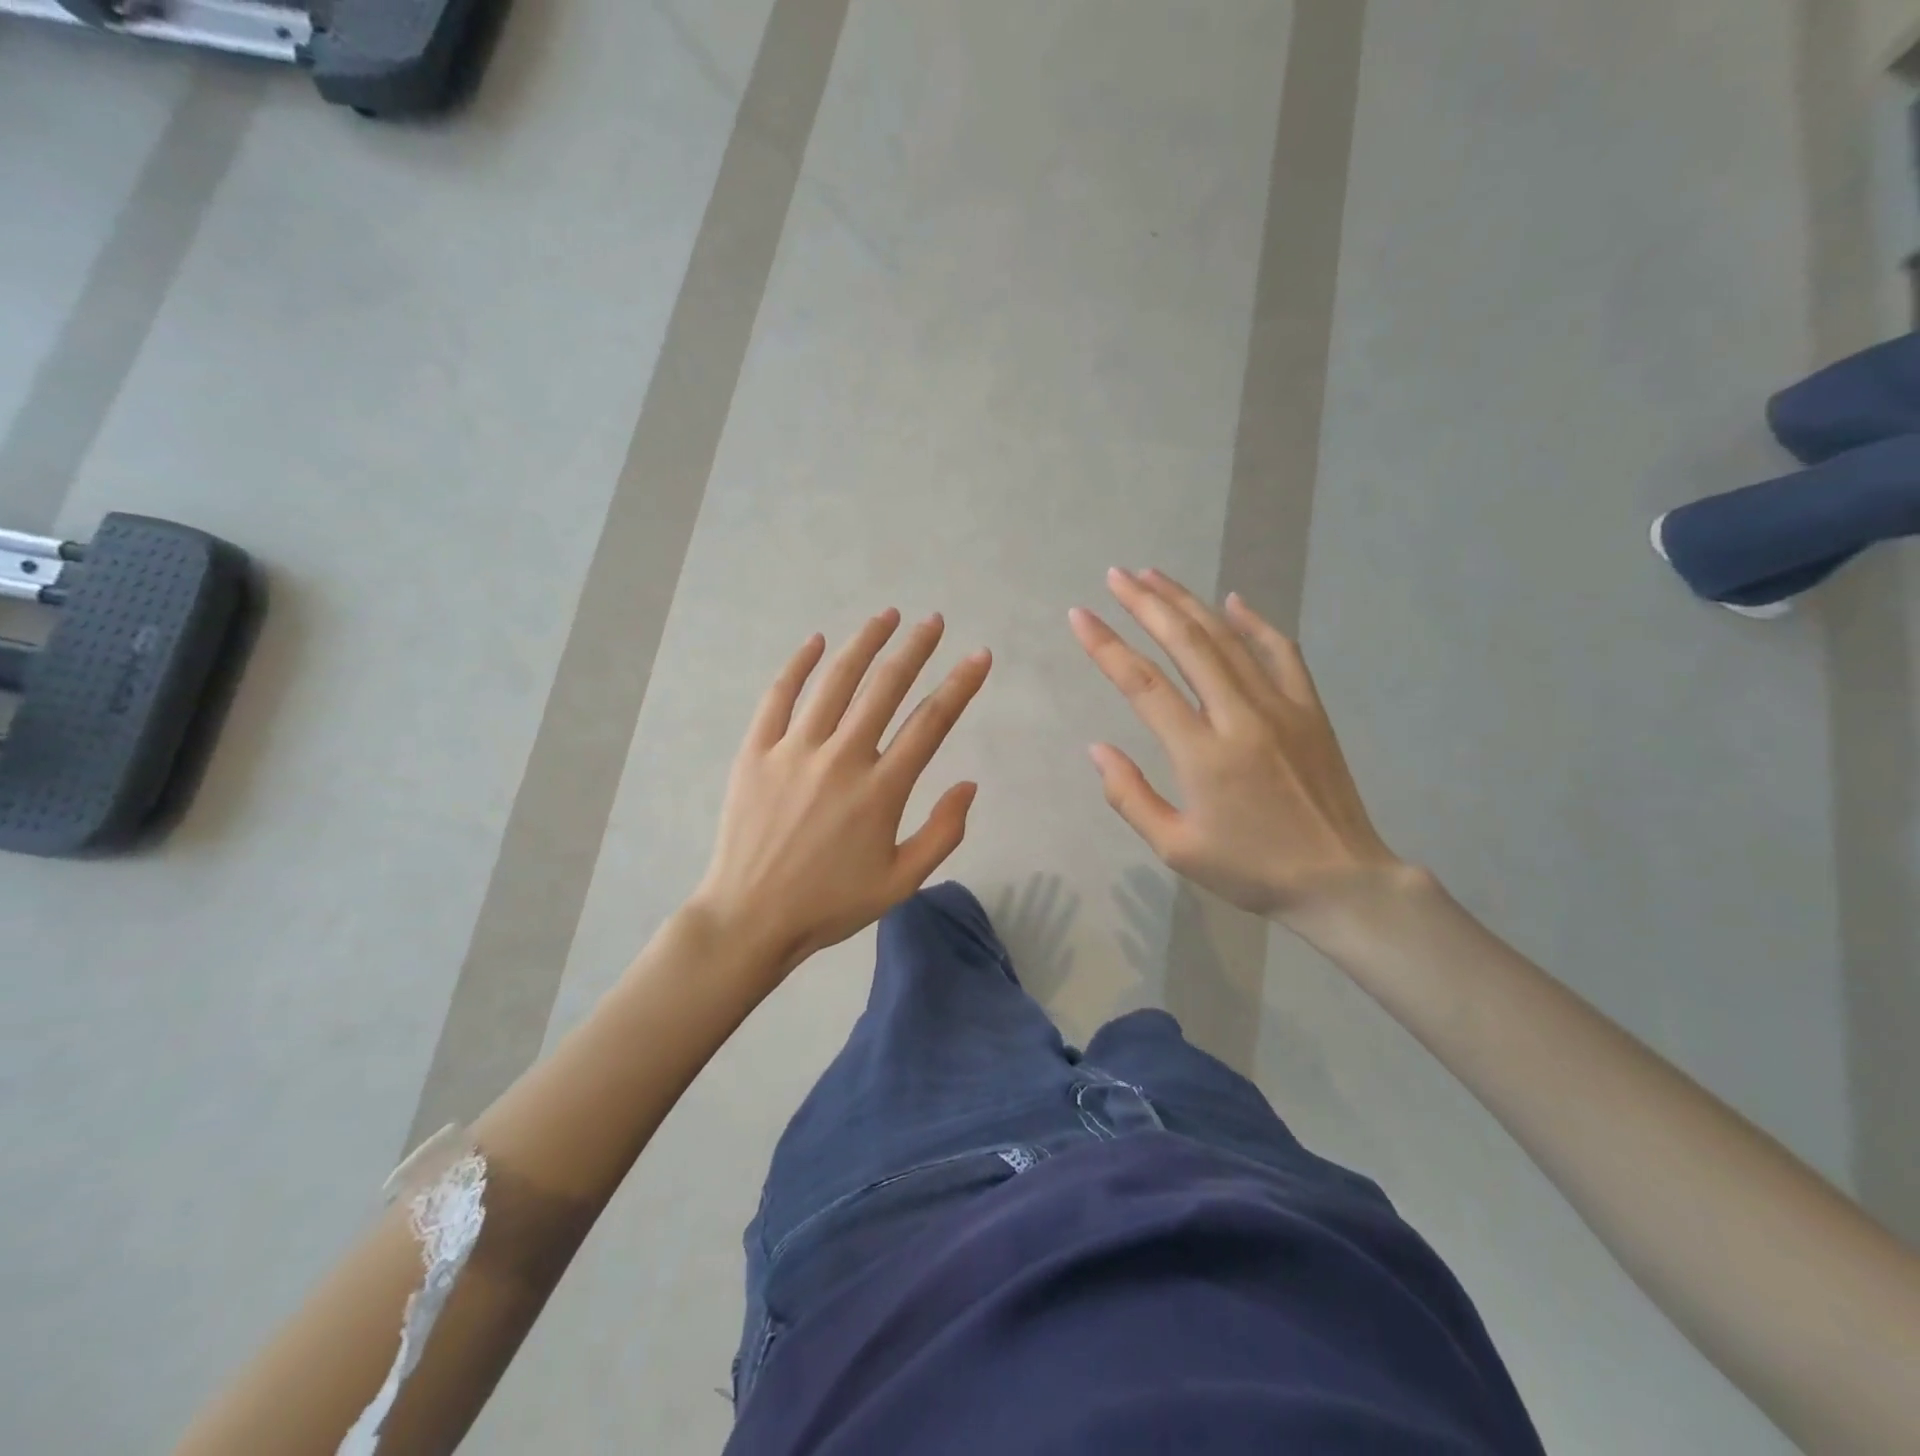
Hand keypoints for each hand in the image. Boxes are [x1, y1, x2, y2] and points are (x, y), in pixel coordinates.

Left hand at [693, 609, 991, 976]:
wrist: (751, 918)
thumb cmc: (831, 904)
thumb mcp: (901, 882)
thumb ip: (943, 832)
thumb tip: (969, 784)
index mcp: (881, 790)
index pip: (931, 723)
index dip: (960, 685)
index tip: (979, 656)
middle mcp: (842, 758)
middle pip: (885, 688)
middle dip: (915, 649)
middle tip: (933, 621)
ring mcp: (794, 750)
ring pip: (836, 681)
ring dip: (865, 643)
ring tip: (887, 616)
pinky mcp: (757, 752)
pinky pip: (779, 696)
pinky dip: (799, 664)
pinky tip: (817, 641)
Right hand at [1069, 568, 1410, 929]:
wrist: (1341, 881)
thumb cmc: (1251, 870)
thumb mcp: (1176, 848)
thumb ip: (1130, 796)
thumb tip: (1096, 748)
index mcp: (1202, 755)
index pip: (1143, 685)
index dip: (1107, 646)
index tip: (1080, 615)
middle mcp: (1240, 718)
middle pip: (1186, 644)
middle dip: (1146, 604)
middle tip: (1116, 575)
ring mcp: (1281, 707)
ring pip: (1228, 639)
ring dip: (1188, 602)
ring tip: (1154, 576)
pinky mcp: (1310, 709)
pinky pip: (1281, 652)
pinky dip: (1255, 622)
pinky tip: (1232, 601)